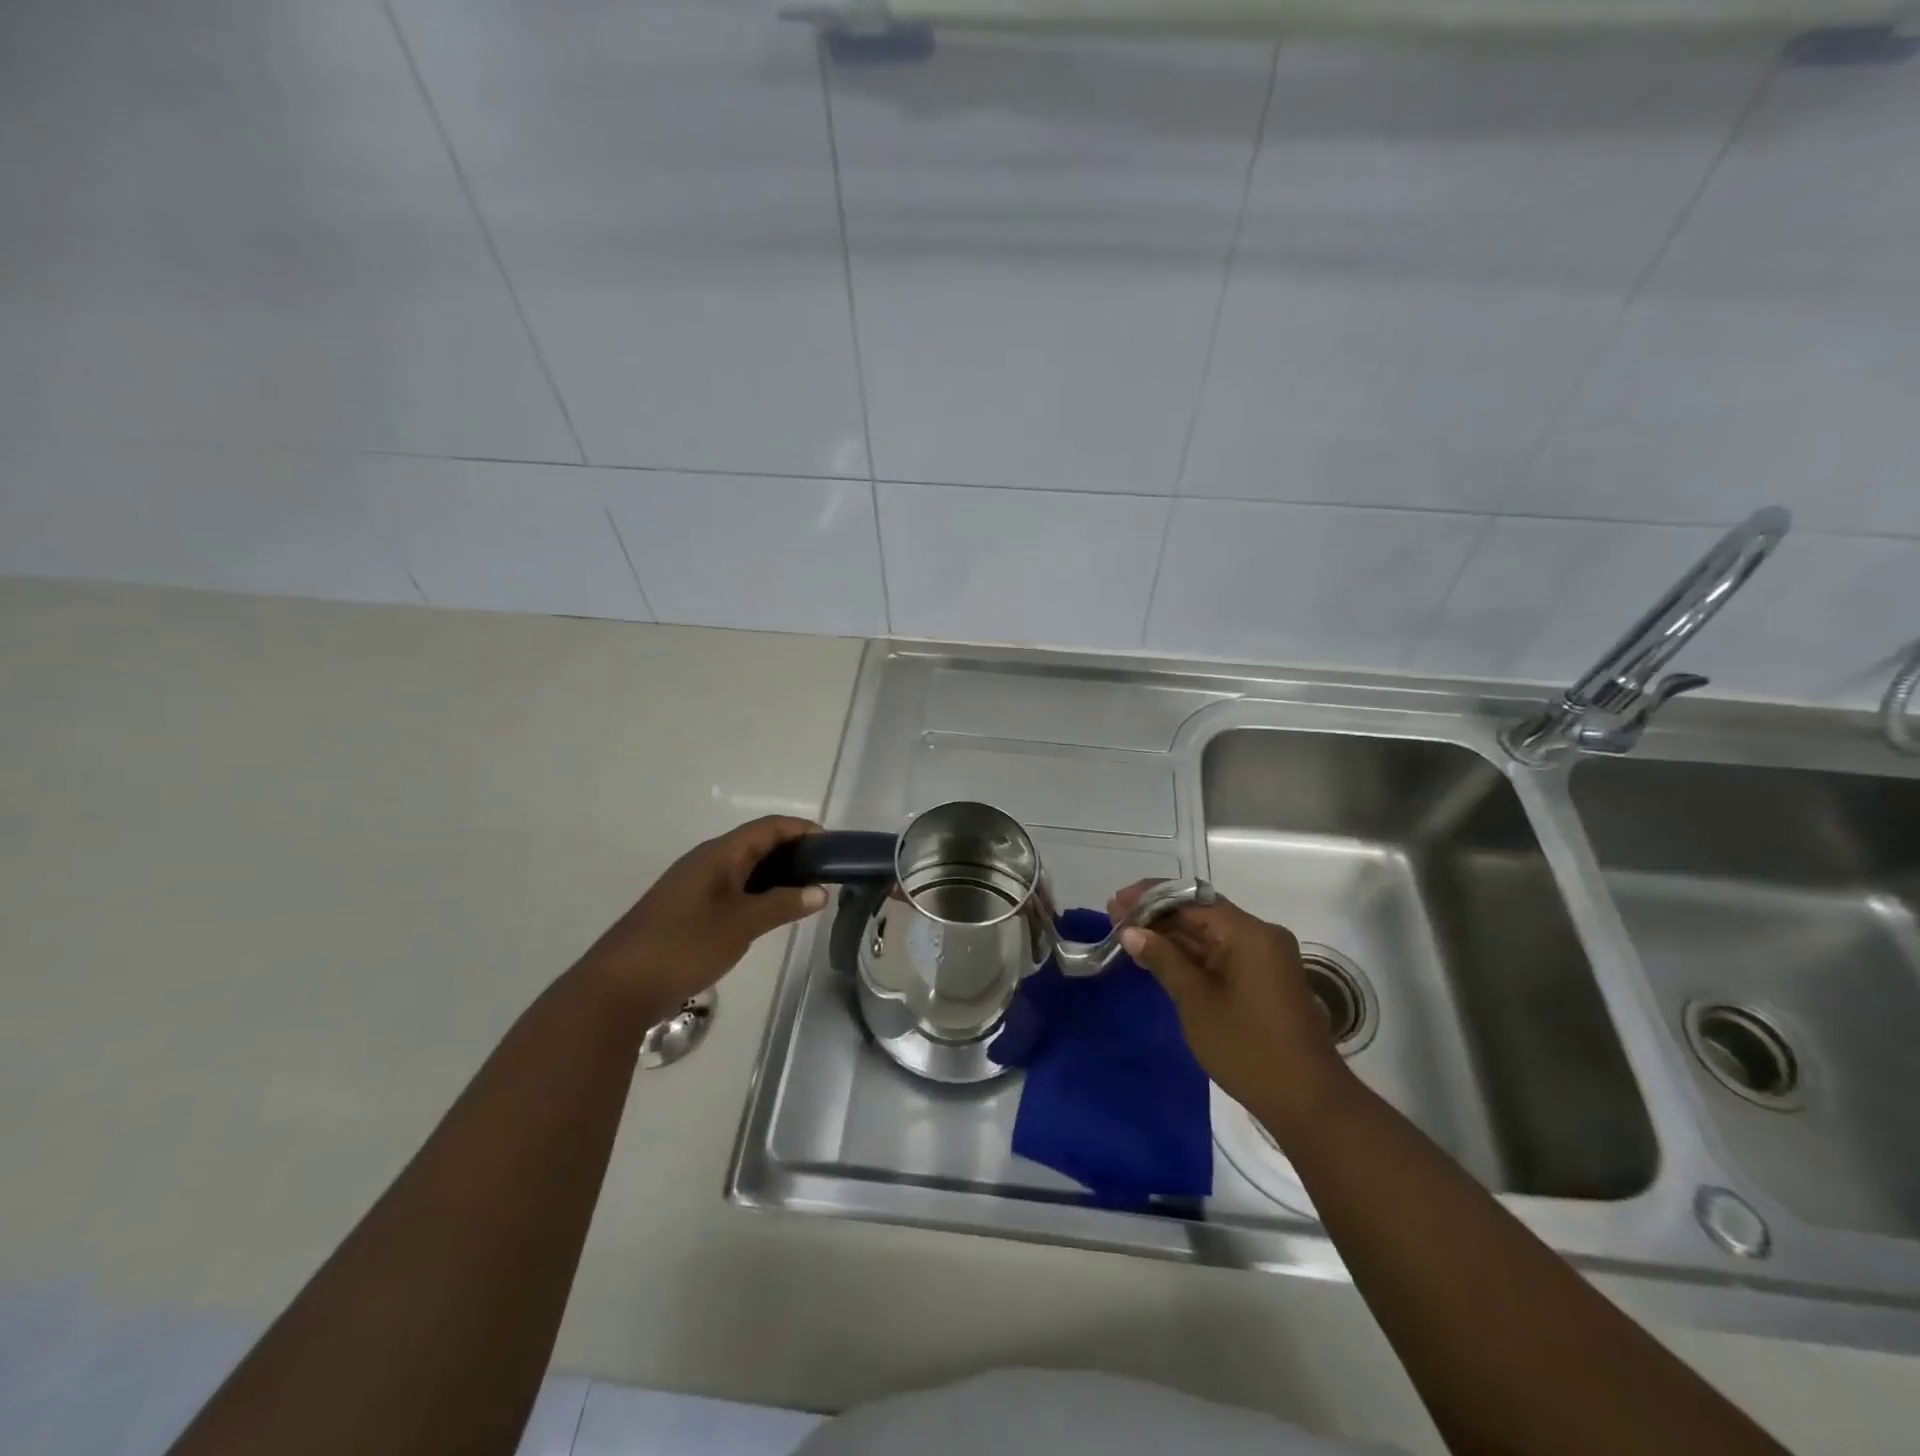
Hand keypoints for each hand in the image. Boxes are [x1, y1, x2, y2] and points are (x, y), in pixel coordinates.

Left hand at [587, 816, 827, 1021]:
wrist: (617, 988)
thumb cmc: (683, 946)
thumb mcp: (740, 925)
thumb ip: (782, 905)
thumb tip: (820, 891)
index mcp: (718, 854)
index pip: (769, 827)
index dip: (802, 830)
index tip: (833, 846)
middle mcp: (706, 861)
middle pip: (757, 844)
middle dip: (793, 852)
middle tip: (826, 872)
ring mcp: (694, 886)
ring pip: (744, 868)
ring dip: (776, 875)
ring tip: (807, 893)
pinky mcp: (688, 909)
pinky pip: (732, 888)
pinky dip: (758, 893)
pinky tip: (772, 913)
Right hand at [1109, 881, 1351, 1141]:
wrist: (1308, 1101)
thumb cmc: (1247, 1048)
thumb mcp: (1195, 1001)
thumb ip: (1163, 959)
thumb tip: (1131, 932)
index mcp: (1248, 932)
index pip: (1190, 900)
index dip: (1150, 898)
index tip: (1116, 902)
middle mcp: (1260, 935)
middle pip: (1201, 912)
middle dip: (1158, 915)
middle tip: (1115, 918)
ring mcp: (1266, 957)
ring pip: (1211, 934)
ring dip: (1172, 935)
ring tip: (1129, 935)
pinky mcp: (1265, 979)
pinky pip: (1222, 953)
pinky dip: (1191, 954)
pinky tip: (1160, 958)